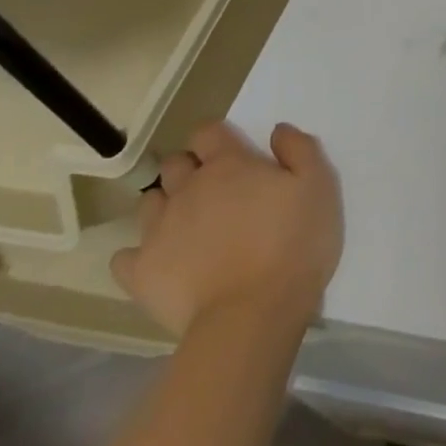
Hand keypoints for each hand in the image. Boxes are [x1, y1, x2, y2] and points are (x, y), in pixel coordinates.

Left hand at [112, 122, 343, 337]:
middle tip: (216, 191)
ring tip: (190, 227)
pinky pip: (125, 256)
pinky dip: (140, 255)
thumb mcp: (319, 186)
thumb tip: (277, 131)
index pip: (208, 132)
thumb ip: (300, 149)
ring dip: (166, 206)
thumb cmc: (294, 243)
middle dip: (190, 169)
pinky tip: (161, 263)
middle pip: (175, 164)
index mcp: (228, 165)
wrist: (253, 314)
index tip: (234, 153)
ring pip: (149, 203)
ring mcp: (158, 231)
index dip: (218, 138)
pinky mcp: (141, 273)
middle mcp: (187, 189)